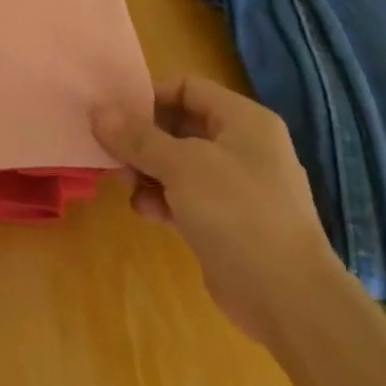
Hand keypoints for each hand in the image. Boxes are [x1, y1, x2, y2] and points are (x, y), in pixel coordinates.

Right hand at [93, 75, 343, 347]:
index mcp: (244, 121)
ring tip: (129, 187)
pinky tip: (147, 213)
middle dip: (142, 139)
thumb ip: (136, 136)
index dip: (149, 96)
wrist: (287, 298)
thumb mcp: (180, 165)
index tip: (116, 118)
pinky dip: (163, 199)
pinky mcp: (228, 220)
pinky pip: (185, 196)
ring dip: (147, 172)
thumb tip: (98, 110)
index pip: (187, 87)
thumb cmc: (237, 212)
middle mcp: (243, 147)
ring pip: (177, 163)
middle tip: (114, 154)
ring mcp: (237, 186)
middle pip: (178, 125)